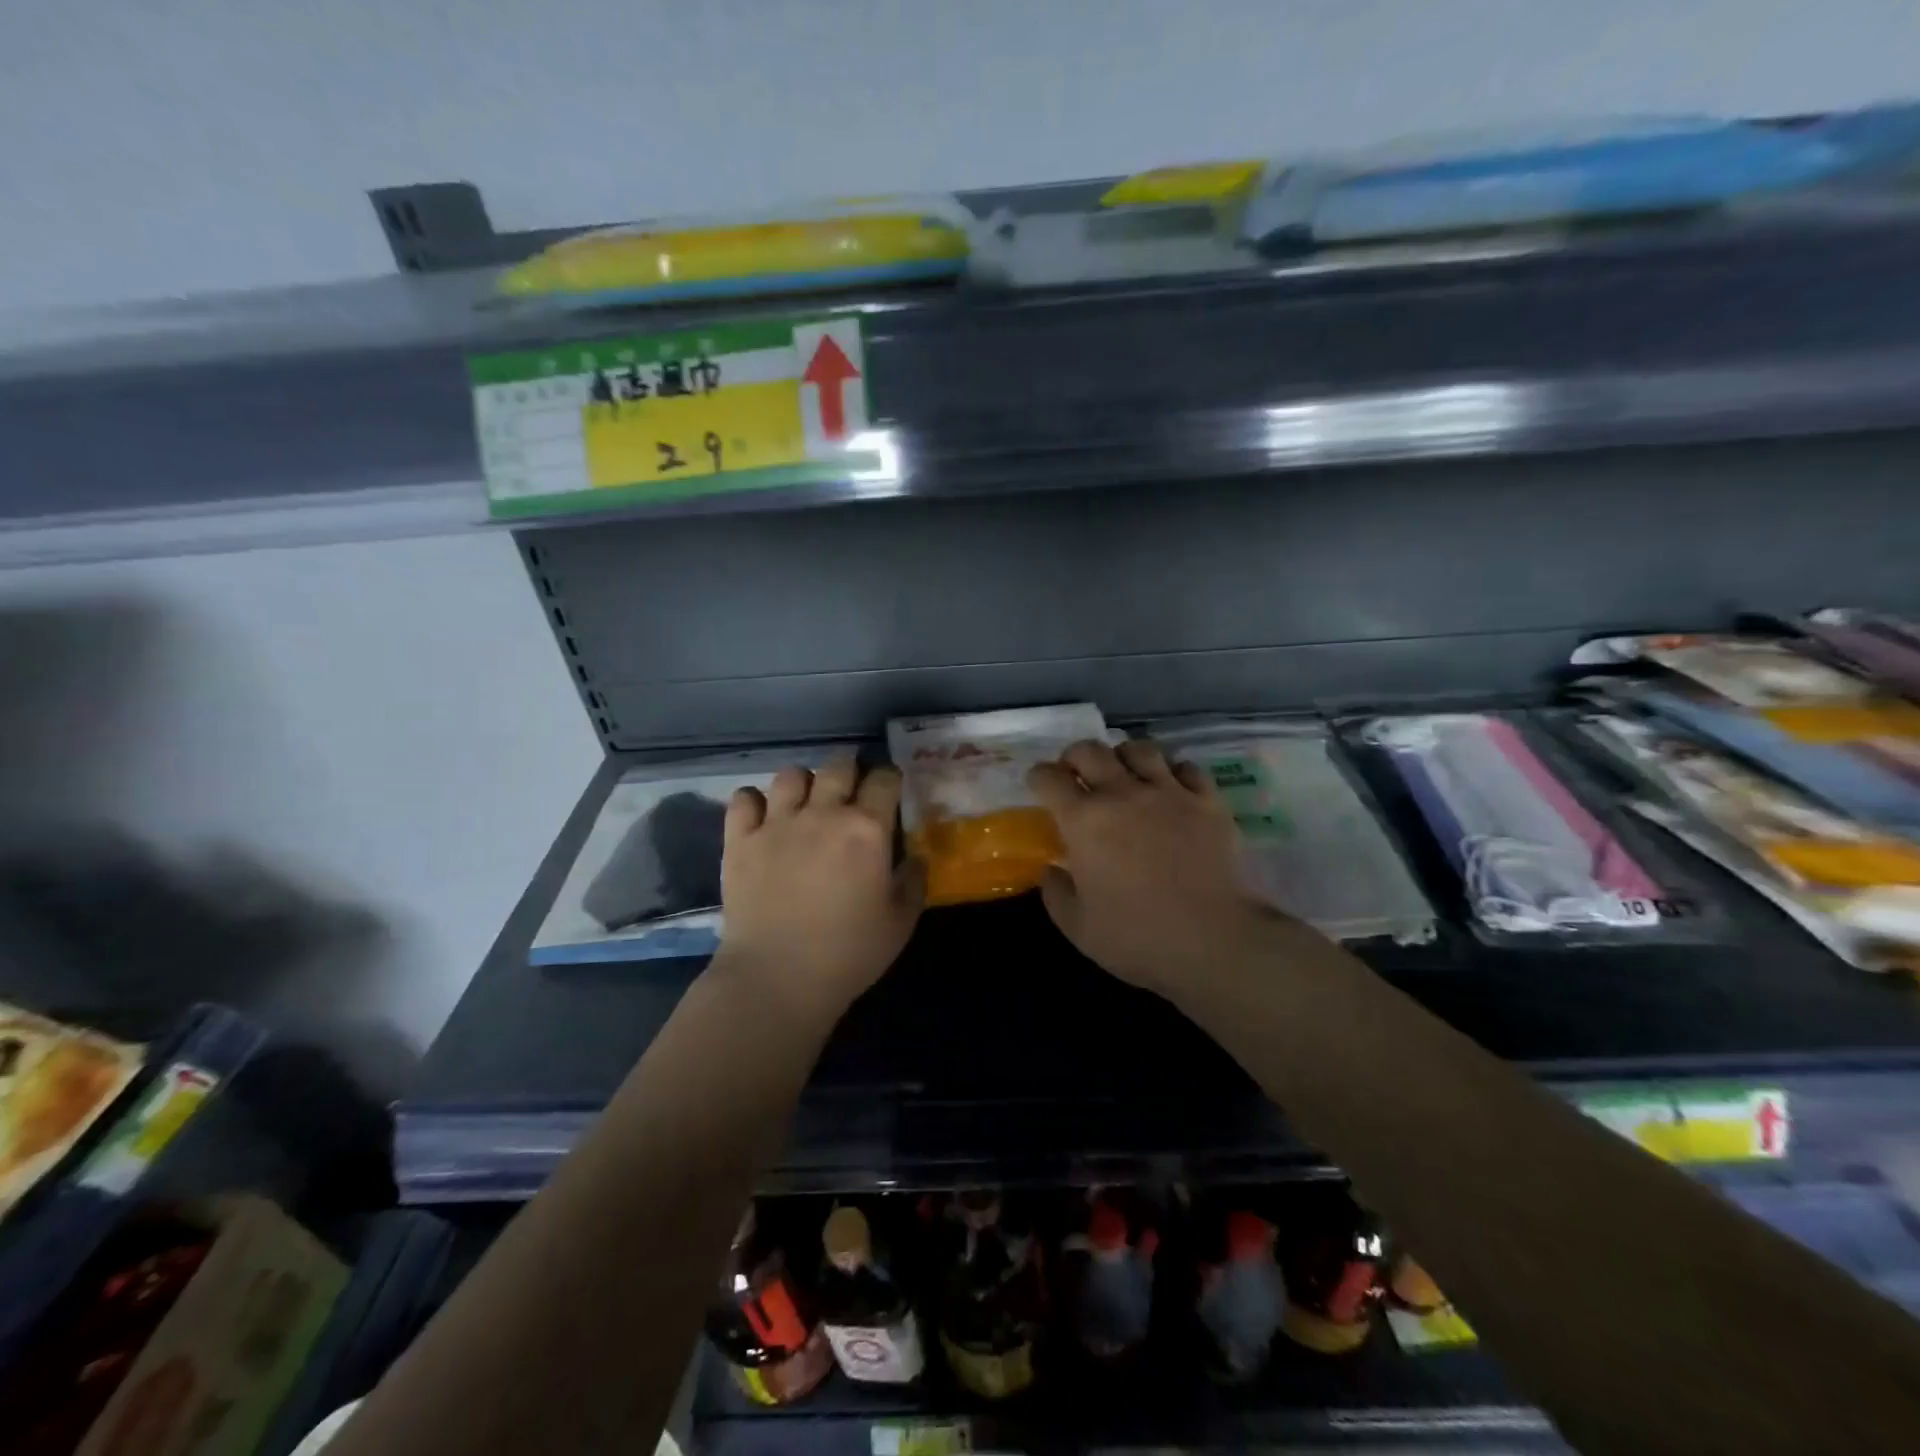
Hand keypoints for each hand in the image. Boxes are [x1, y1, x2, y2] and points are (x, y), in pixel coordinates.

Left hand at [714, 758, 924, 1022]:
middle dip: (849, 770)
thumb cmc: (849, 953)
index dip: (889, 779)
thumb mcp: (901, 922)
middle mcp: (823, 813)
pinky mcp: (740, 840)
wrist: (777, 978)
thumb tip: (915, 856)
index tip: (890, 790)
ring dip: (803, 782)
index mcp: (867, 829)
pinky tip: (763, 817)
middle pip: (838, 765)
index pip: (884, 778)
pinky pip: (743, 798)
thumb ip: (914, 881)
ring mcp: (777, 823)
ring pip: (791, 775)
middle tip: (850, 791)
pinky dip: (754, 801)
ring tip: (806, 802)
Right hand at [1027, 738, 1291, 998]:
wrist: (1215, 940)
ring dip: (1123, 756)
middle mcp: (1122, 794)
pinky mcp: (1207, 801)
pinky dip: (1172, 772)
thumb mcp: (1078, 928)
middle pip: (1090, 750)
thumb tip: (1052, 870)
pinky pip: (1186, 767)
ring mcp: (1169, 793)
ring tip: (1124, 774)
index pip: (1049, 777)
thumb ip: (1056, 894)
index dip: (1039, 778)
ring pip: (1139, 749)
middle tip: (1077, 775)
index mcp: (1084, 821)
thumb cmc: (1138, 938)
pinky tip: (1170, 789)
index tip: (1039, 787)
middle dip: (1075, 757)